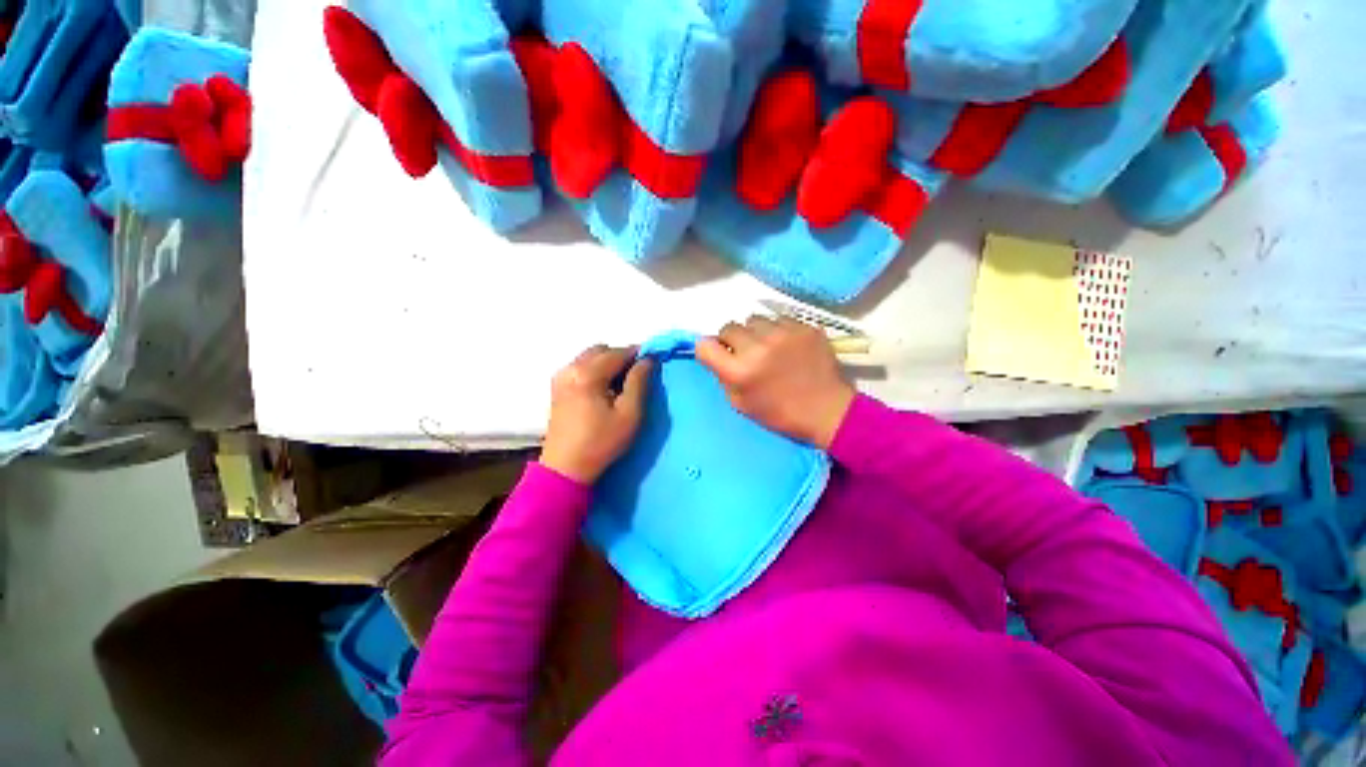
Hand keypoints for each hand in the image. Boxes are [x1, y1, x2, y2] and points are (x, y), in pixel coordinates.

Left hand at [540, 345, 654, 483]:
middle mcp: (570, 368)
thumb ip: (639, 382)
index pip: (619, 352)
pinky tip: (603, 389)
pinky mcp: (557, 386)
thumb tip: (648, 359)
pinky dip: (596, 369)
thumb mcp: (629, 414)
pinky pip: (580, 366)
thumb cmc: (601, 442)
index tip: (653, 362)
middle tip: (637, 376)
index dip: (639, 354)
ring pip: (590, 356)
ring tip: (621, 384)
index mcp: (587, 373)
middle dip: (622, 357)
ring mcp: (561, 376)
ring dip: (608, 363)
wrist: (566, 468)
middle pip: (602, 350)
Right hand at [695, 316, 855, 448]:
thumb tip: (718, 354)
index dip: (708, 349)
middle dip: (732, 339)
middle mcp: (758, 346)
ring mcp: (783, 333)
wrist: (827, 410)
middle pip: (728, 327)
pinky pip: (779, 319)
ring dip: (755, 332)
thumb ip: (724, 377)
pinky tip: (789, 346)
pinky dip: (778, 330)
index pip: (705, 345)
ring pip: (754, 319)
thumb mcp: (741, 404)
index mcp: (739, 371)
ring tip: (769, 347)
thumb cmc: (780, 413)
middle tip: (745, 353)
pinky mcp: (804, 327)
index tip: (718, 355)